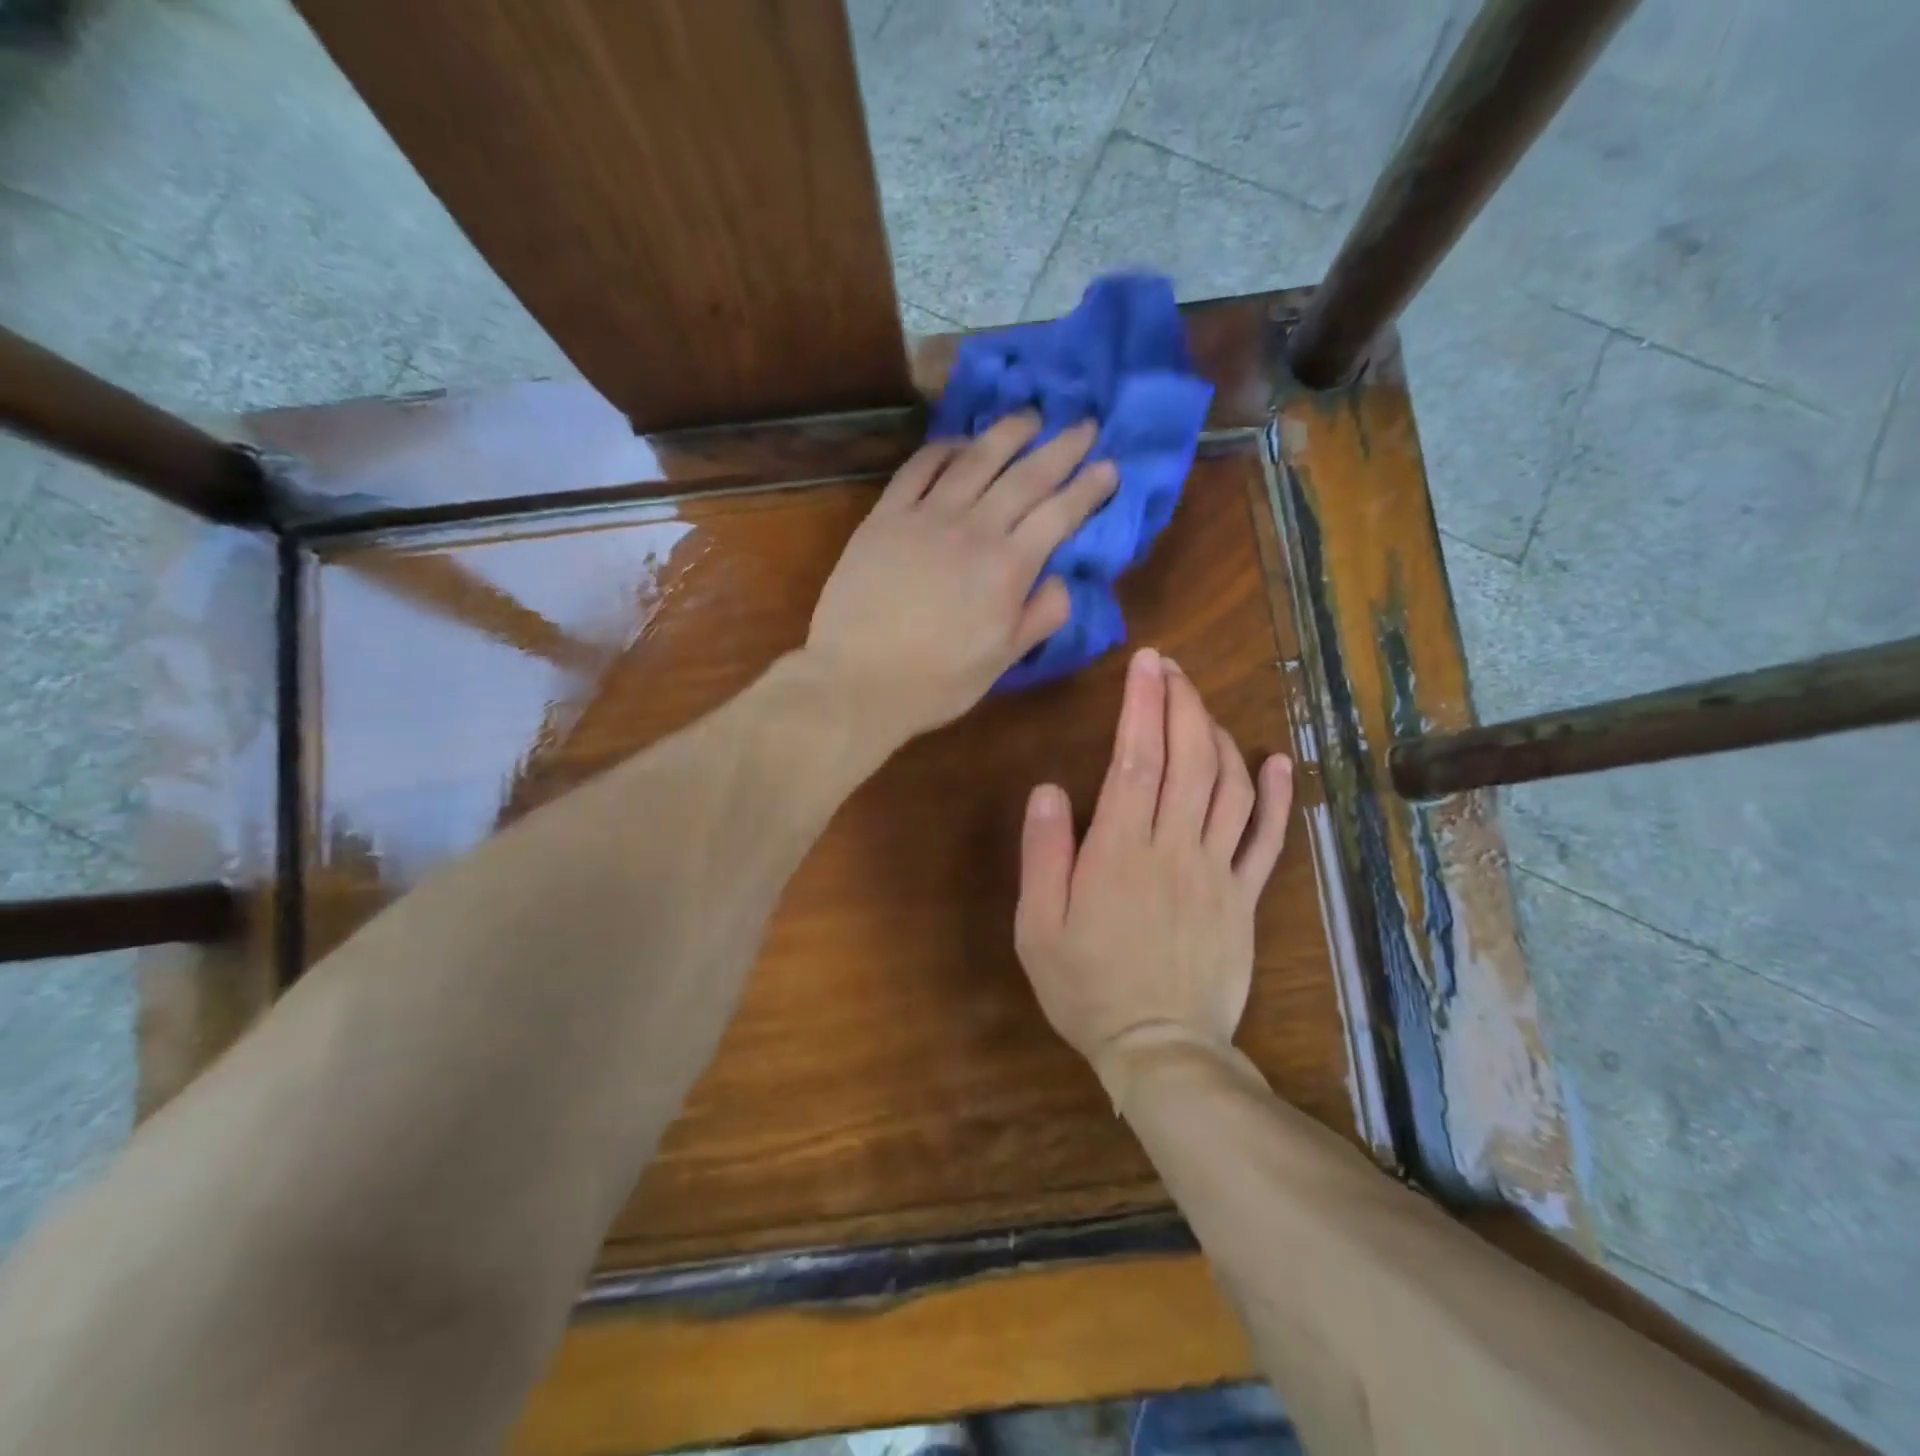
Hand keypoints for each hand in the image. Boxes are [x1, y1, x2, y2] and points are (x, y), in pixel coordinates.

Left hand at [806, 413, 1117, 743]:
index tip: (1110, 467)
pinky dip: (944, 448)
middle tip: (1086, 425)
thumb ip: (1040, 616)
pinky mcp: (885, 516)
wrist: (857, 680)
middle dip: (1062, 447)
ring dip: (1007, 433)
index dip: (1089, 488)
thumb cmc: (936, 681)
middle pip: (1026, 476)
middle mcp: (974, 529)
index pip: (1060, 514)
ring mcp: (926, 516)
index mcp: (1008, 567)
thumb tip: (1062, 579)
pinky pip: (919, 468)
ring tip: (1031, 416)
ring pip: (976, 460)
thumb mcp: (1003, 661)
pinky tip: (959, 442)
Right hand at [1014, 647, 1292, 1099]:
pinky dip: (1276, 795)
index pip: (1137, 758)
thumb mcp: (1038, 927)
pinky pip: (1266, 839)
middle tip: (1172, 668)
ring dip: (1219, 735)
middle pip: (1189, 758)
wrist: (1160, 1049)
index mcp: (1120, 851)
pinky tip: (1276, 759)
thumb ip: (1043, 855)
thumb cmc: (1086, 987)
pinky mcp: (1244, 897)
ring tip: (1202, 705)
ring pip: (1229, 786)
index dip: (1143, 704)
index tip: (1147, 663)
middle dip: (1182, 702)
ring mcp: (1218, 871)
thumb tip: (1047, 789)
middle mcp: (1176, 848)